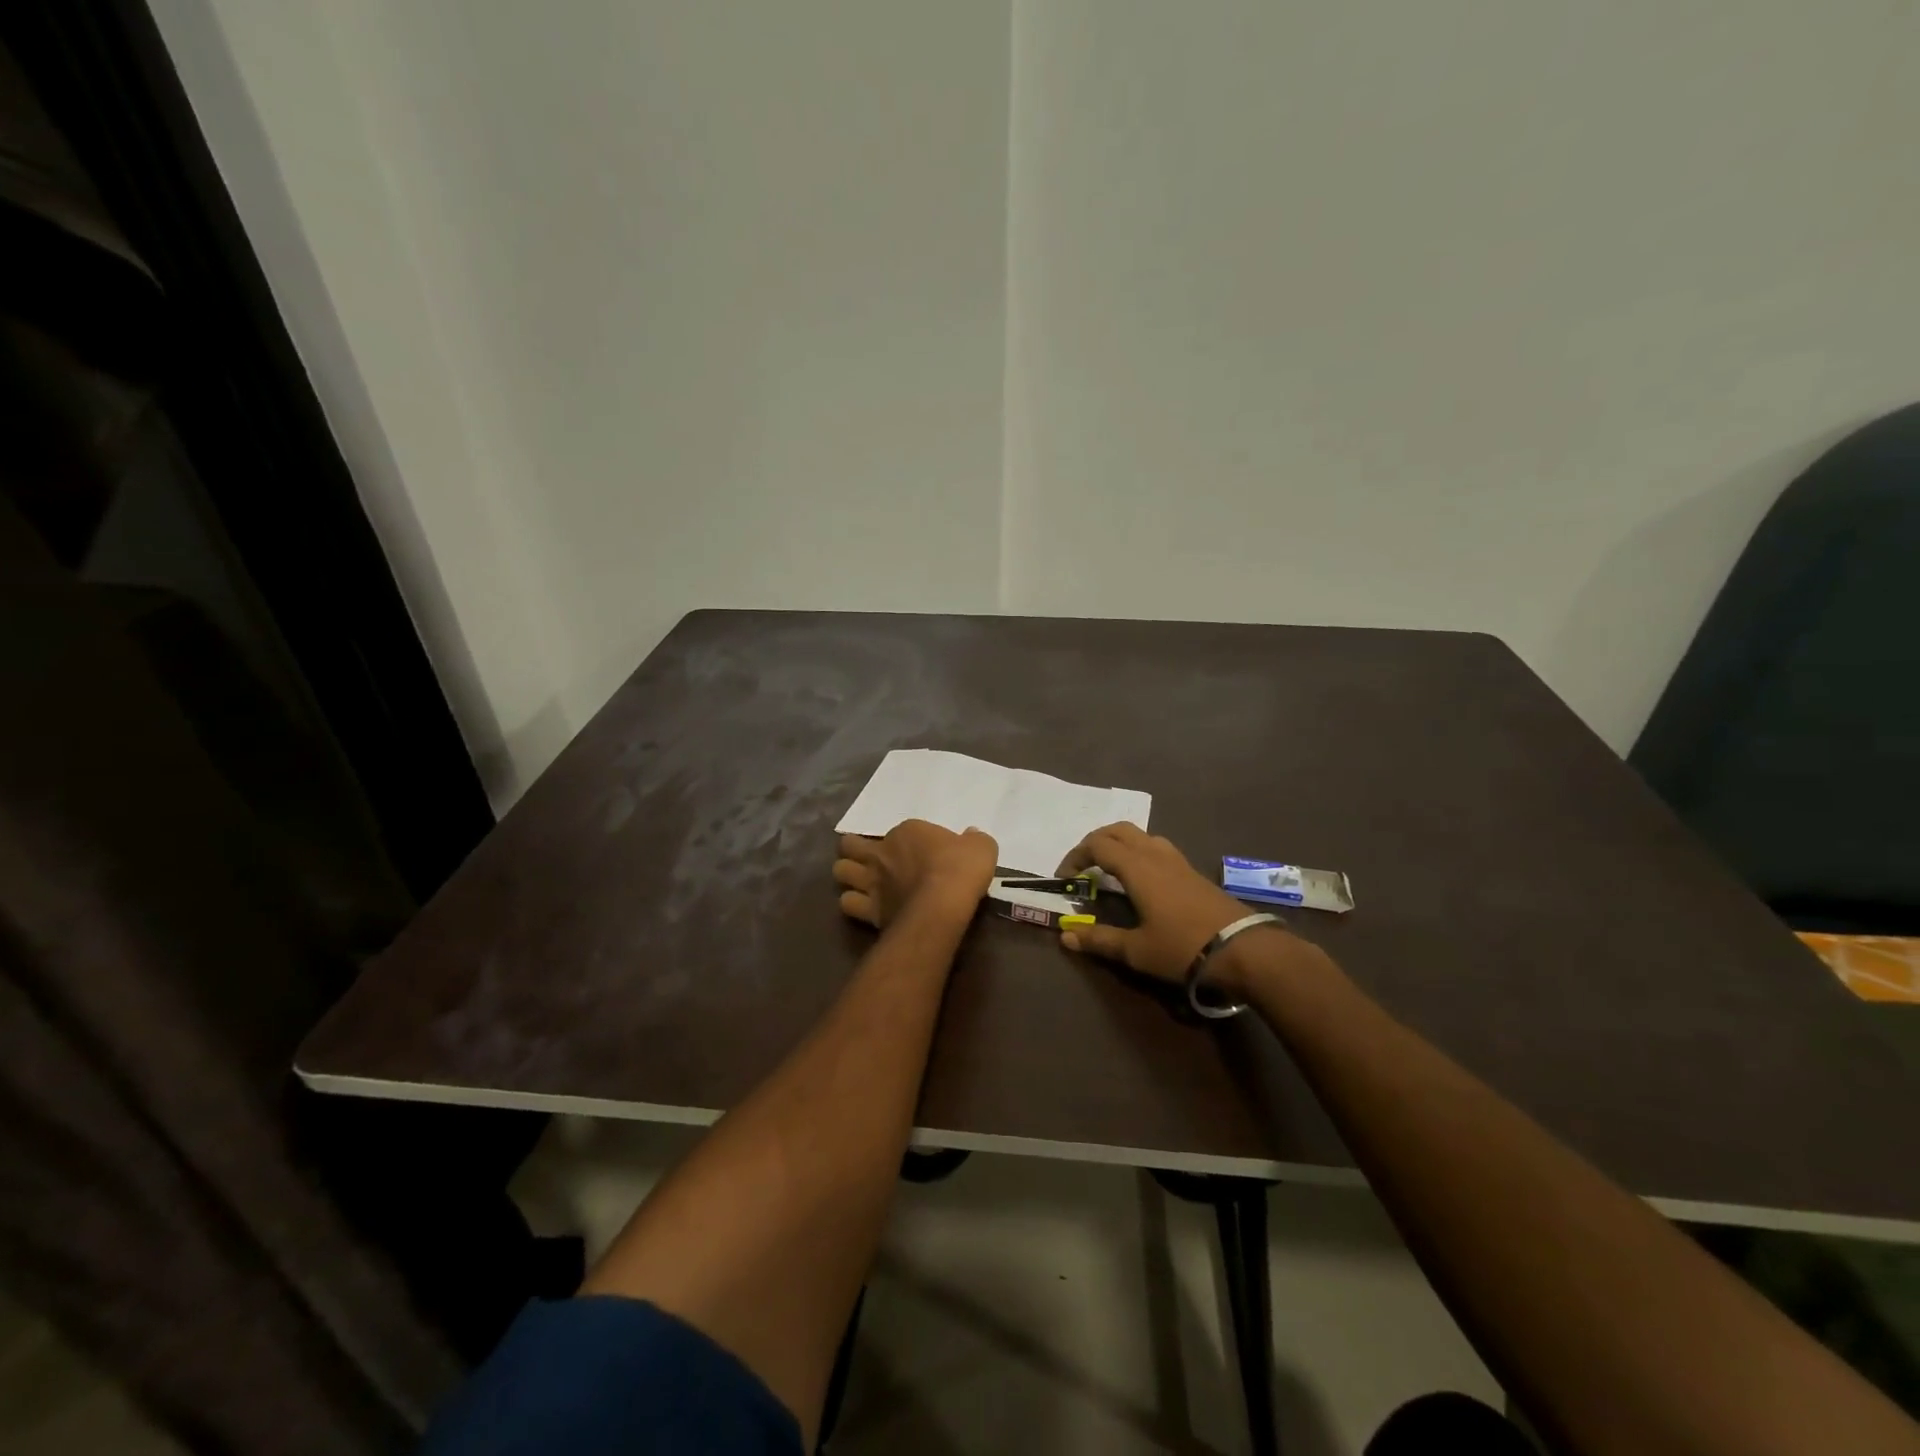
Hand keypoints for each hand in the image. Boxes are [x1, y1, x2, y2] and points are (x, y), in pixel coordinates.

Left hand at [834, 820, 997, 929]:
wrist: (944, 904)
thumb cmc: (961, 869)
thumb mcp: (980, 846)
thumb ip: (973, 839)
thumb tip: (971, 835)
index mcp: (907, 832)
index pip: (898, 831)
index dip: (904, 841)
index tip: (918, 852)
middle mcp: (882, 853)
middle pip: (850, 845)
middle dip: (854, 849)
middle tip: (868, 858)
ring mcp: (872, 881)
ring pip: (840, 871)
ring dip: (847, 874)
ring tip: (858, 880)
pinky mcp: (869, 909)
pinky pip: (847, 903)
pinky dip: (852, 903)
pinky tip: (862, 906)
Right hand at [1055, 823, 1263, 984]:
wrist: (1243, 950)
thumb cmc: (1182, 948)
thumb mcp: (1136, 950)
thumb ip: (1099, 940)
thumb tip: (1066, 937)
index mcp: (1137, 867)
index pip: (1097, 846)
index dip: (1076, 856)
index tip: (1064, 877)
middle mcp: (1155, 855)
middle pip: (1119, 830)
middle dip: (1096, 841)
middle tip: (1083, 864)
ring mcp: (1178, 861)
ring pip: (1142, 836)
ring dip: (1120, 843)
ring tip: (1110, 868)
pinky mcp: (1193, 872)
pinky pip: (1158, 848)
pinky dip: (1140, 852)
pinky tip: (1142, 879)